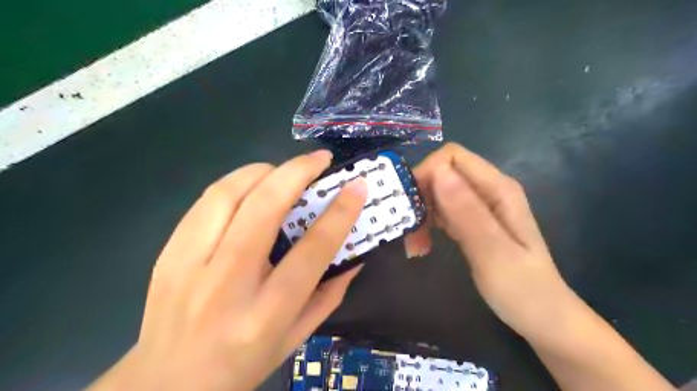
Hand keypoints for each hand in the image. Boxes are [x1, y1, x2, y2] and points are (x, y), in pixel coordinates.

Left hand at [87, 151, 368, 389]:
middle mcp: (227, 284)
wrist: (165, 383)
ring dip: (263, 172)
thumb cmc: (242, 364)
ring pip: (228, 194)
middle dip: (297, 172)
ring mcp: (189, 265)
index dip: (339, 213)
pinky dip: (235, 184)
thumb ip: (329, 295)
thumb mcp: (296, 338)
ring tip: (284, 170)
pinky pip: (205, 202)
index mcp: (266, 313)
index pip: (311, 251)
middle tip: (320, 159)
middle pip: (264, 208)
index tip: (356, 187)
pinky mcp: (168, 253)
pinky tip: (251, 186)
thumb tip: (354, 255)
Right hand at [406, 143, 574, 338]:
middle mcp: (489, 190)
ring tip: (416, 245)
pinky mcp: (473, 221)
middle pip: (442, 173)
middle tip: (410, 232)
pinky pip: (443, 211)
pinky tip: (424, 245)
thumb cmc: (523, 290)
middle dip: (420, 197)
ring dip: (421, 214)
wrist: (544, 318)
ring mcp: (481, 206)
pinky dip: (428, 224)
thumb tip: (437, 171)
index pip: (452, 157)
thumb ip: (466, 212)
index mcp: (498, 189)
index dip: (426, 173)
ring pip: (438, 193)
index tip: (411, 206)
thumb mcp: (493, 252)